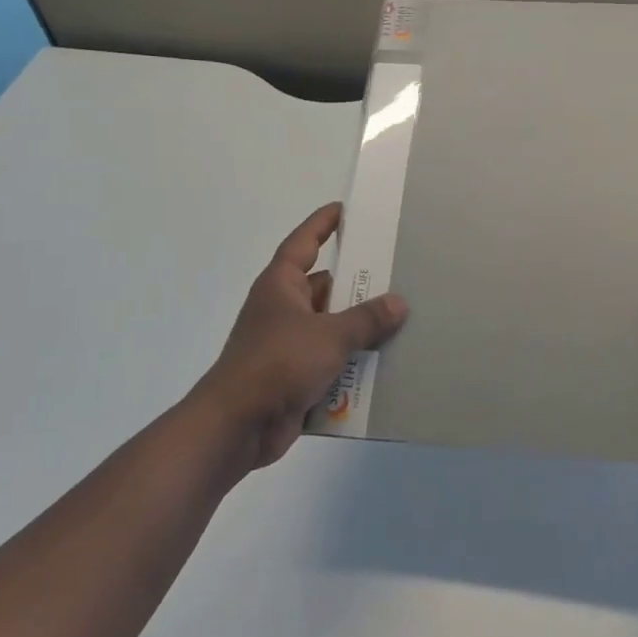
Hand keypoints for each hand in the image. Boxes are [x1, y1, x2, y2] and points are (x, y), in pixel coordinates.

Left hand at [189, 203, 407, 470]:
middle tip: (396, 272)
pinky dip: (352, 362)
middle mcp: (283, 309)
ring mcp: (287, 344)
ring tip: (402, 320)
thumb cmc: (277, 364)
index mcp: (281, 285)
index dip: (323, 224)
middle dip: (358, 284)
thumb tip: (398, 303)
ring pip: (331, 326)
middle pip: (325, 286)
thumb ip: (366, 319)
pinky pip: (330, 361)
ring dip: (359, 329)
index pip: (303, 242)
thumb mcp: (330, 336)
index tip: (345, 209)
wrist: (236, 427)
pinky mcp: (294, 376)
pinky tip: (385, 364)